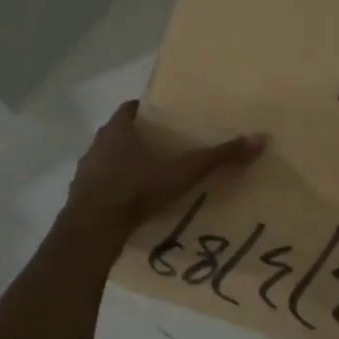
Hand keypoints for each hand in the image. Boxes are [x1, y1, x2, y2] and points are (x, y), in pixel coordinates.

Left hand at [64, 101, 264, 235]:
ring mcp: (85, 173)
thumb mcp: (182, 172)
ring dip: (125, 165)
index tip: (165, 118)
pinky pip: (101, 187)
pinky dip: (115, 190)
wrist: (93, 230)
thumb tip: (259, 139)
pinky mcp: (80, 198)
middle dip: (139, 139)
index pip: (130, 109)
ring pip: (108, 161)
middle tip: (165, 148)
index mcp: (117, 130)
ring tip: (151, 177)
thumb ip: (218, 158)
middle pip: (119, 134)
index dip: (147, 111)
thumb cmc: (136, 190)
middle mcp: (97, 145)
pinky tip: (133, 203)